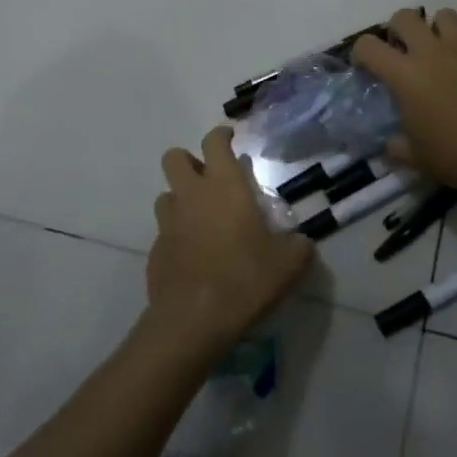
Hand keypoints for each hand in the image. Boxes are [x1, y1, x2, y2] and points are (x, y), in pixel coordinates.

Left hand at [148, 125, 313, 354]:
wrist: (193, 321)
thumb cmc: (244, 279)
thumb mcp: (288, 264)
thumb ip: (298, 246)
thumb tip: (301, 242)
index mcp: (224, 186)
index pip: (214, 142)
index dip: (222, 135)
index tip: (231, 139)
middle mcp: (191, 195)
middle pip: (174, 157)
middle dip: (190, 161)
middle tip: (211, 180)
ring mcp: (168, 222)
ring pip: (167, 194)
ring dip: (182, 199)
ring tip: (203, 220)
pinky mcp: (155, 250)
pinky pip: (165, 231)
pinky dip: (177, 235)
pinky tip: (195, 256)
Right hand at [352, 7, 456, 205]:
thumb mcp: (417, 158)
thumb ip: (396, 145)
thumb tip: (389, 141)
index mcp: (405, 75)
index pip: (368, 46)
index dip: (361, 53)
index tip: (367, 67)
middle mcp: (431, 51)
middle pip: (404, 16)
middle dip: (398, 30)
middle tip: (405, 52)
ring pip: (443, 15)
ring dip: (436, 30)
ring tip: (442, 51)